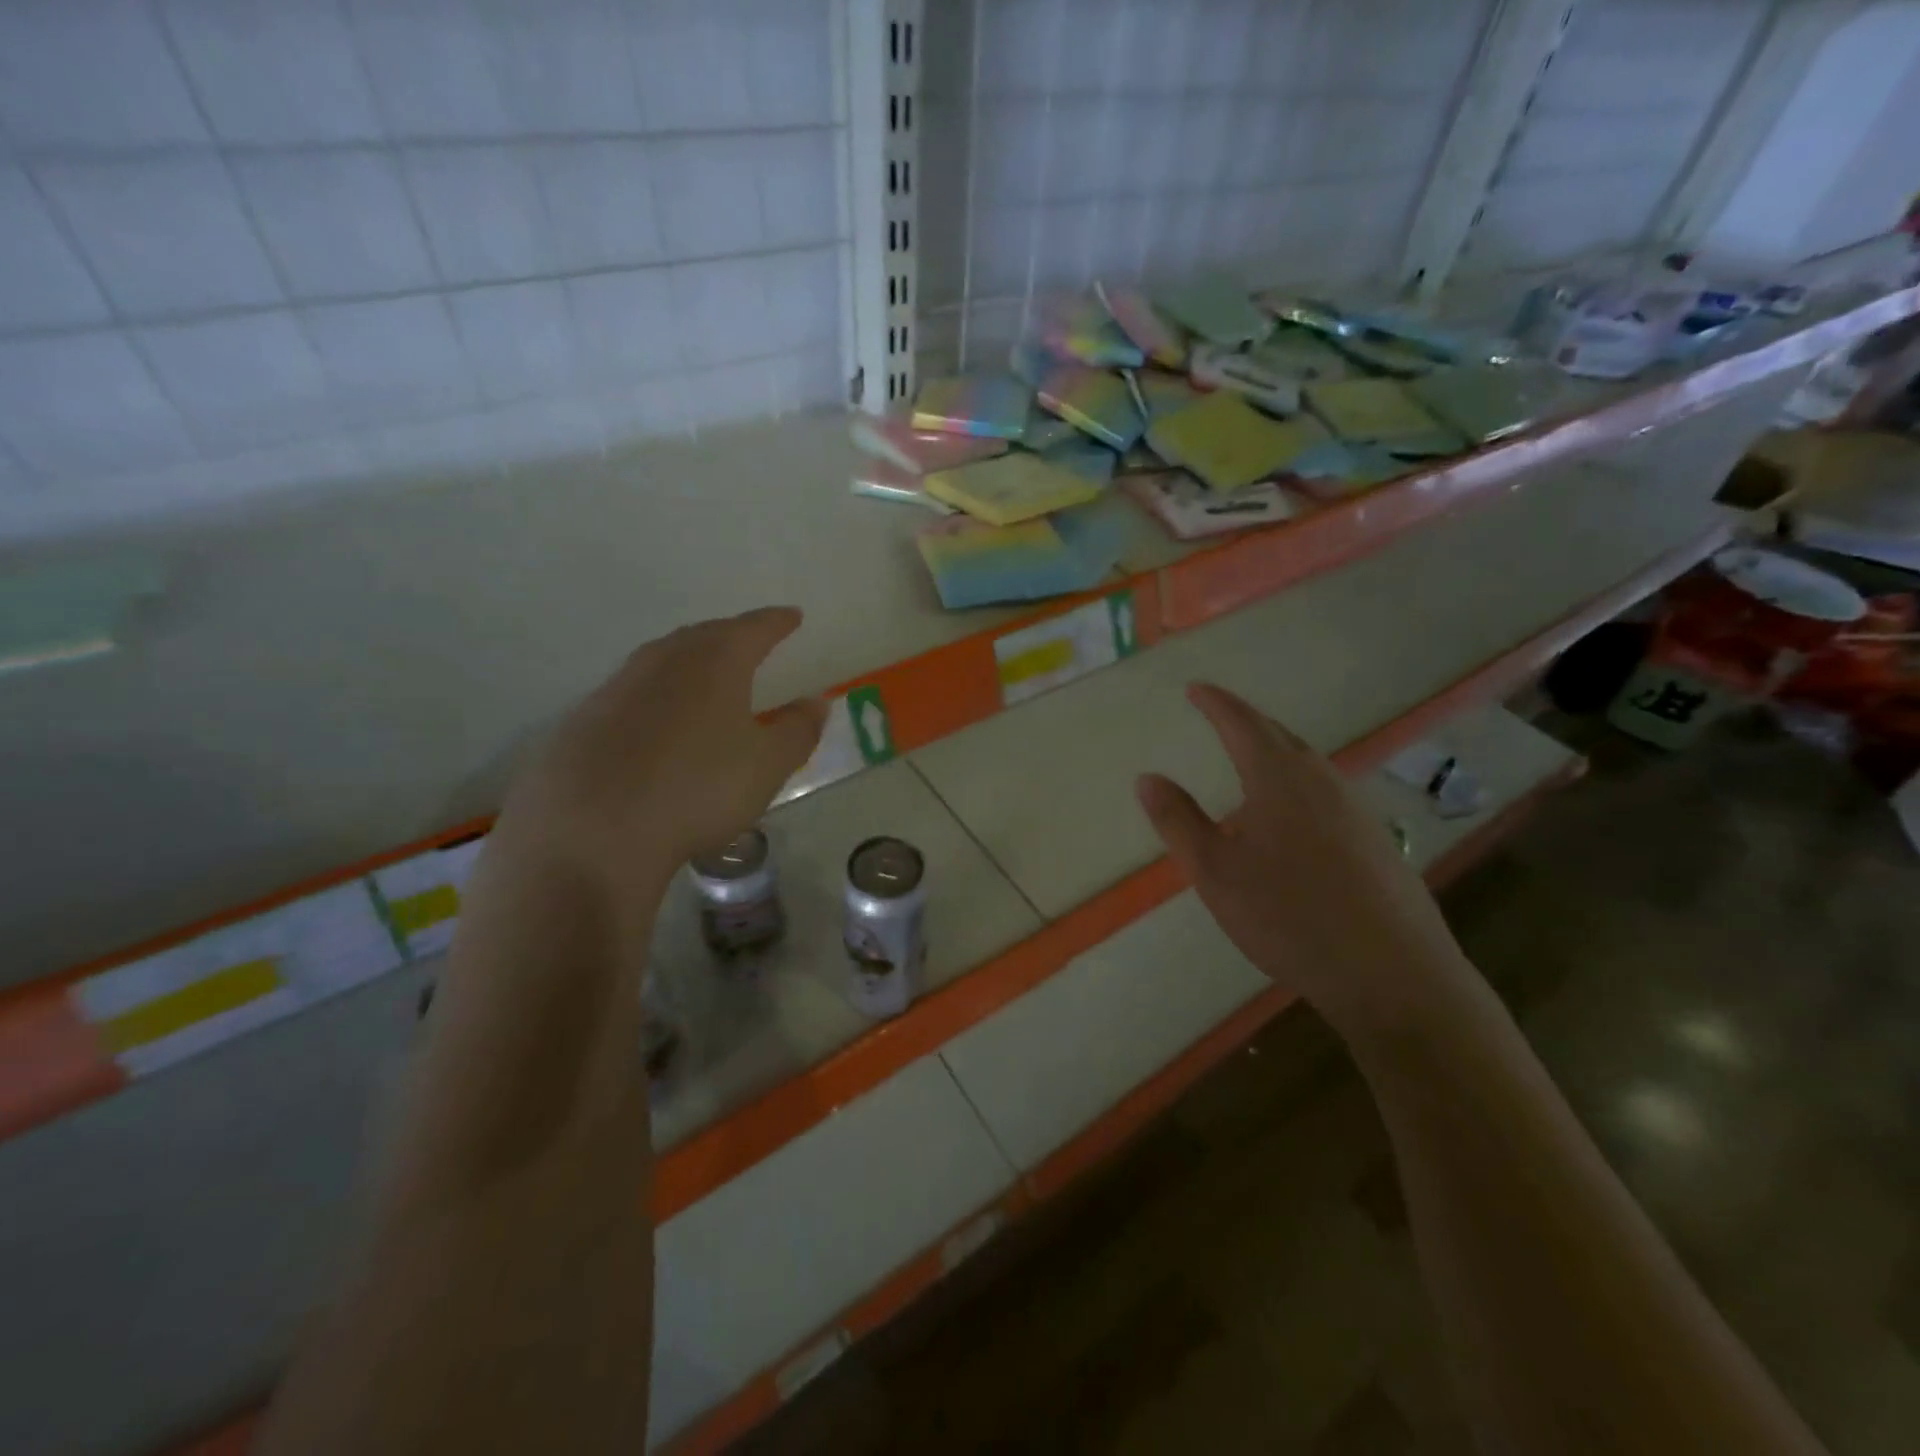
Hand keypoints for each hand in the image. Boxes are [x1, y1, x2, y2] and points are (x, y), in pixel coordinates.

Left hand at [492, 607, 826, 901]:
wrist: (590, 831)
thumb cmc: (697, 790)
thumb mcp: (766, 766)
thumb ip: (797, 731)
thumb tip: (816, 702)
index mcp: (714, 663)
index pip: (753, 629)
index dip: (776, 622)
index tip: (792, 616)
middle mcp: (663, 661)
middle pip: (703, 636)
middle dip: (731, 635)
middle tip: (750, 641)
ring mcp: (617, 687)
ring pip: (662, 660)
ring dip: (689, 660)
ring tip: (707, 674)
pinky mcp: (583, 720)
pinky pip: (632, 692)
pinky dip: (656, 695)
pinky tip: (658, 722)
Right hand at [1136, 683, 1482, 1038]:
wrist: (1391, 973)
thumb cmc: (1287, 915)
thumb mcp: (1214, 871)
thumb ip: (1178, 821)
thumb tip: (1147, 778)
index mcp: (1280, 779)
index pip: (1243, 723)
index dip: (1216, 704)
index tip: (1196, 689)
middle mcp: (1323, 782)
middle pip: (1281, 737)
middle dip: (1248, 723)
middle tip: (1222, 719)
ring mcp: (1357, 811)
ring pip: (1309, 766)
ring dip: (1276, 754)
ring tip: (1251, 764)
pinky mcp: (1377, 841)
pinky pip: (1328, 794)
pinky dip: (1299, 786)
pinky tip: (1294, 819)